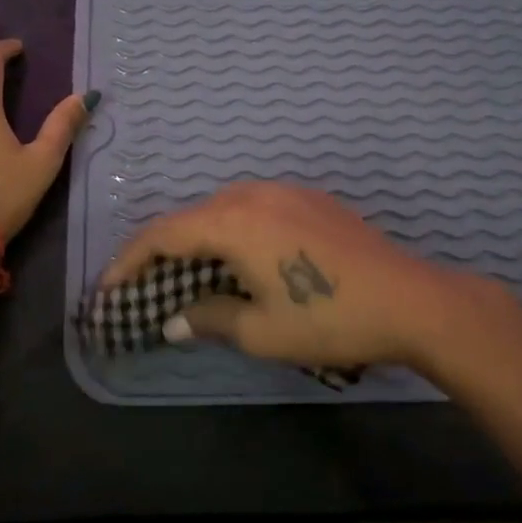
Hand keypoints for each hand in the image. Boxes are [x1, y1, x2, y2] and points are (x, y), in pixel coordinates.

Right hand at [101, 181, 504, 371]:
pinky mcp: (311, 198)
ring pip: (221, 208)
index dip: (130, 261)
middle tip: (145, 283)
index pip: (163, 234)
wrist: (412, 299)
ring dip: (198, 238)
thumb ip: (209, 319)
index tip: (109, 288)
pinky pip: (253, 207)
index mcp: (232, 221)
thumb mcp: (261, 331)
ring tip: (187, 272)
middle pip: (190, 217)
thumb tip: (173, 321)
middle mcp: (252, 194)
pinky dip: (231, 229)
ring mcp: (285, 191)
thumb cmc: (328, 317)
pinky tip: (239, 257)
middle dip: (162, 250)